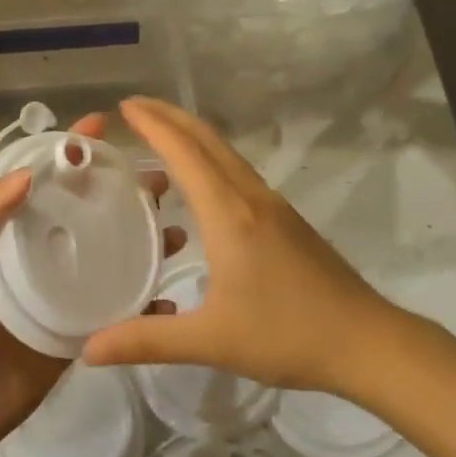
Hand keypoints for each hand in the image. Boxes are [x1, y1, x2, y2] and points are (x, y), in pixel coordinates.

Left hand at [0, 112, 171, 455]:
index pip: (44, 175)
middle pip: (88, 205)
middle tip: (159, 179)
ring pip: (113, 247)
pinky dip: (148, 296)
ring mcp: (67, 286)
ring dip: (144, 232)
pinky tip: (169, 291)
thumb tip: (28, 174)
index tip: (105, 125)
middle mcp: (41, 246)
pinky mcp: (85, 325)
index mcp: (8, 226)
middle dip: (122, 185)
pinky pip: (122, 302)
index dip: (72, 148)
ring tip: (174, 226)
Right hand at [82, 98, 392, 395]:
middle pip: (207, 139)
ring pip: (225, 153)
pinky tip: (200, 184)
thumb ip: (146, 341)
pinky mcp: (285, 218)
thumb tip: (89, 349)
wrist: (366, 340)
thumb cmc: (287, 335)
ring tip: (158, 137)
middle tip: (133, 107)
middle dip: (169, 116)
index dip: (153, 124)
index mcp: (228, 213)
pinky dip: (209, 159)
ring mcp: (272, 204)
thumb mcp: (210, 341)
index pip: (184, 152)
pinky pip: (237, 171)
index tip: (123, 107)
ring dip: (191, 135)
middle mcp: (250, 196)